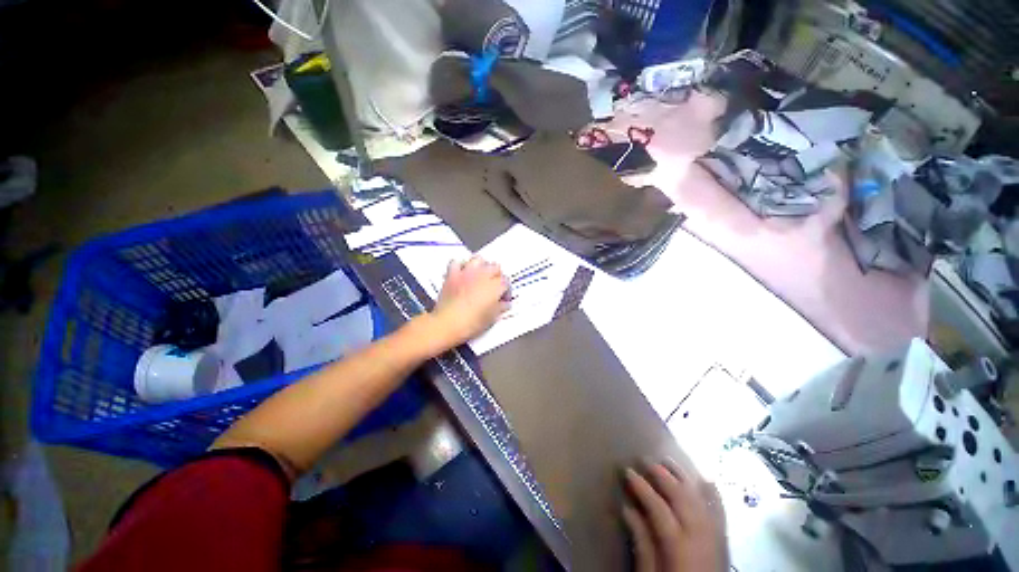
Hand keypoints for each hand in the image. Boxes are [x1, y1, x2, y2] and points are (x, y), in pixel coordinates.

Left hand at [431, 257, 509, 347]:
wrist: (447, 323)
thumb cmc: (472, 323)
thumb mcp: (491, 319)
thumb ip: (500, 308)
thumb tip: (505, 304)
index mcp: (495, 286)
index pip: (506, 282)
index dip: (507, 291)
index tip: (503, 300)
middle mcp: (483, 275)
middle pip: (495, 267)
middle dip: (497, 276)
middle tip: (494, 287)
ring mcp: (466, 273)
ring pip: (478, 260)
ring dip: (481, 266)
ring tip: (480, 276)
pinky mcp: (452, 274)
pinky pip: (456, 263)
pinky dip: (460, 266)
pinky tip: (462, 274)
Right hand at [622, 461, 728, 571]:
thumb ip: (641, 541)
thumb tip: (627, 508)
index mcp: (679, 545)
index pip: (658, 507)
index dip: (641, 487)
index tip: (627, 470)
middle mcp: (700, 535)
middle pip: (681, 496)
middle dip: (662, 474)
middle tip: (645, 459)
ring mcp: (715, 536)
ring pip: (700, 498)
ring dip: (684, 477)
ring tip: (668, 461)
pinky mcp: (724, 540)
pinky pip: (721, 512)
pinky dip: (713, 494)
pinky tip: (705, 479)